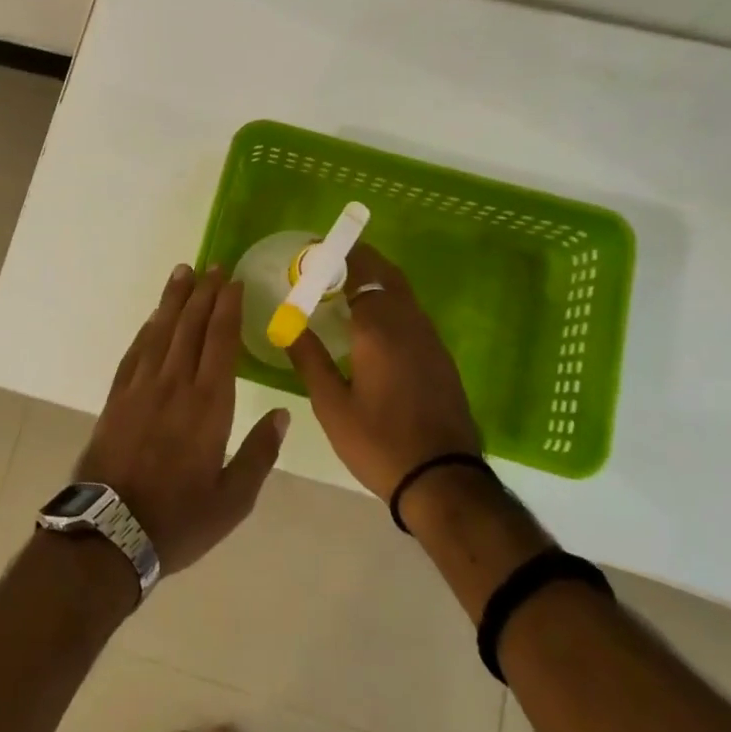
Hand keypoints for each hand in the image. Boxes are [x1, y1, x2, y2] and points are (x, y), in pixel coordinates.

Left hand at [74, 264, 289, 574]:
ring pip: (161, 332)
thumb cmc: (180, 520)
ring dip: (173, 300)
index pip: (221, 342)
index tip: (233, 282)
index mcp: (209, 406)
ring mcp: (141, 388)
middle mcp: (175, 385)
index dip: (227, 308)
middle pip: (191, 327)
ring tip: (183, 272)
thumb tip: (282, 414)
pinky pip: (135, 352)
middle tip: (212, 266)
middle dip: (203, 293)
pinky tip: (153, 318)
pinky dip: (146, 329)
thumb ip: (259, 454)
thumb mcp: (233, 500)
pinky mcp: (117, 397)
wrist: (110, 531)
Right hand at [284, 243, 483, 500]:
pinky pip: (412, 314)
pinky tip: (373, 325)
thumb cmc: (378, 443)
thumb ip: (309, 358)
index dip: (338, 257)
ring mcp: (430, 340)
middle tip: (329, 263)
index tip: (315, 251)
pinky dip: (390, 304)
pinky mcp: (441, 358)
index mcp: (378, 329)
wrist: (443, 480)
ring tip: (346, 290)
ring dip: (376, 281)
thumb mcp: (331, 404)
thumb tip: (287, 323)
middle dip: (360, 261)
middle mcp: (408, 324)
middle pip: (386, 275)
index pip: (359, 274)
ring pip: (403, 294)